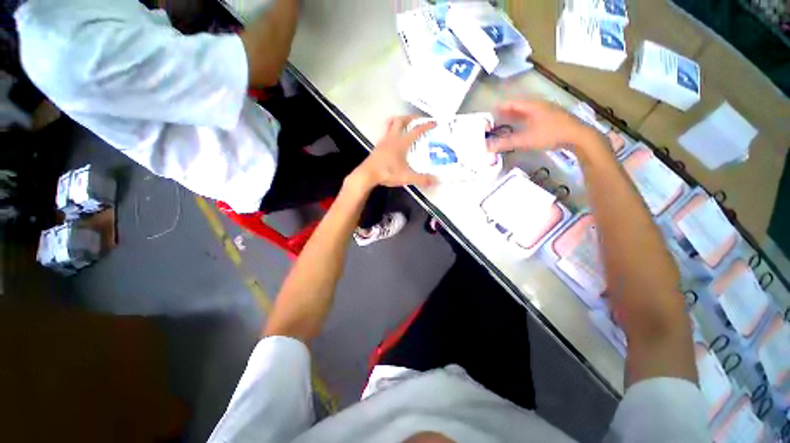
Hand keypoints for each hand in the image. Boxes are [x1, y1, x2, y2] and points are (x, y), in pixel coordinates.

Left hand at [350, 116, 437, 188]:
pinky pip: (386, 133)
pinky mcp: (378, 147)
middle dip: (410, 118)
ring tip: (405, 125)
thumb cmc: (387, 172)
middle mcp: (392, 138)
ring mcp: (383, 141)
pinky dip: (392, 131)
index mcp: (401, 143)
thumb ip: (422, 179)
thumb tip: (436, 181)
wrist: (367, 175)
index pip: (416, 130)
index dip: (426, 125)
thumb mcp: (407, 177)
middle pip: (400, 120)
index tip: (434, 122)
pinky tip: (395, 140)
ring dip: (398, 121)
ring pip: (390, 124)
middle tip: (417, 120)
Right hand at [487, 100, 601, 153]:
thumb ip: (505, 143)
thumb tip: (487, 146)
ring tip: (507, 121)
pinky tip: (524, 127)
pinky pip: (534, 116)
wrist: (578, 137)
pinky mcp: (554, 118)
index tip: (491, 110)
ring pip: (528, 111)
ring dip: (517, 116)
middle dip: (507, 111)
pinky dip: (525, 120)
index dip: (501, 106)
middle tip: (496, 117)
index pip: (513, 103)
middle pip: (520, 106)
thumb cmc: (550, 134)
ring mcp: (548, 111)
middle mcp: (540, 105)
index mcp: (532, 106)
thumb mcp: (525, 139)